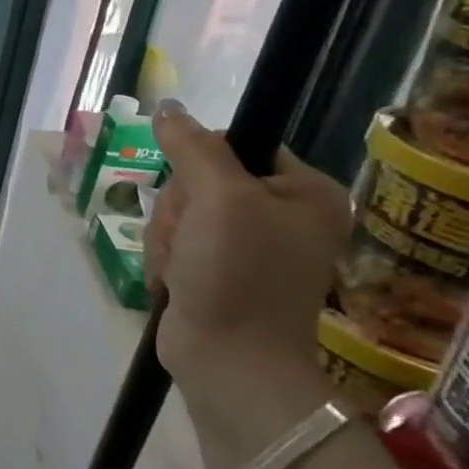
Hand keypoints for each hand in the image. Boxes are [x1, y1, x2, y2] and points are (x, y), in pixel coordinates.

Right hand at [145, 103, 349, 460]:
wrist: (228, 361)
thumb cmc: (237, 274)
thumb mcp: (219, 198)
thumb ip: (192, 146)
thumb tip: (167, 107)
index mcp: (303, 191)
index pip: (237, 143)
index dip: (202, 163)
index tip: (199, 194)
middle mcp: (279, 214)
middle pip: (199, 179)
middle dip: (179, 209)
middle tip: (190, 240)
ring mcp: (244, 245)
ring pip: (178, 211)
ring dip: (167, 238)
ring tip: (181, 269)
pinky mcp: (213, 270)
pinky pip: (173, 241)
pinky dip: (165, 260)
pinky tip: (175, 281)